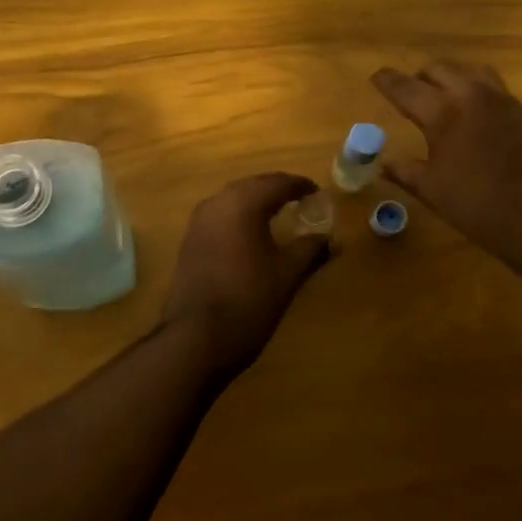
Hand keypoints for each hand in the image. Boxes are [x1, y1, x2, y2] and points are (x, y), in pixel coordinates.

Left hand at [160, 173, 333, 379]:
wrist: (195, 338)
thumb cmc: (248, 300)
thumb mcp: (287, 275)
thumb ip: (310, 251)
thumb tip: (332, 240)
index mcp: (243, 203)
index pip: (277, 182)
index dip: (300, 186)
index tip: (318, 194)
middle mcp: (217, 203)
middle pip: (253, 186)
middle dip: (277, 191)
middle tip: (300, 201)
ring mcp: (198, 222)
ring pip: (233, 200)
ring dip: (256, 203)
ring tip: (278, 216)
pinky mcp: (189, 242)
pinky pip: (220, 217)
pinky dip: (239, 218)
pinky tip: (251, 236)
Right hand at [371, 62, 521, 266]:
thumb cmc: (479, 208)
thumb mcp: (433, 191)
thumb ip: (405, 172)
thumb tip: (382, 164)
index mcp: (443, 114)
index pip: (406, 87)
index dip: (387, 81)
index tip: (376, 77)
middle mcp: (471, 96)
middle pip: (438, 69)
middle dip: (419, 78)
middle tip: (408, 94)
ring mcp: (501, 100)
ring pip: (468, 70)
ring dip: (449, 77)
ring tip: (440, 97)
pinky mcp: (521, 110)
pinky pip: (491, 84)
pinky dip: (473, 87)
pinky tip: (471, 111)